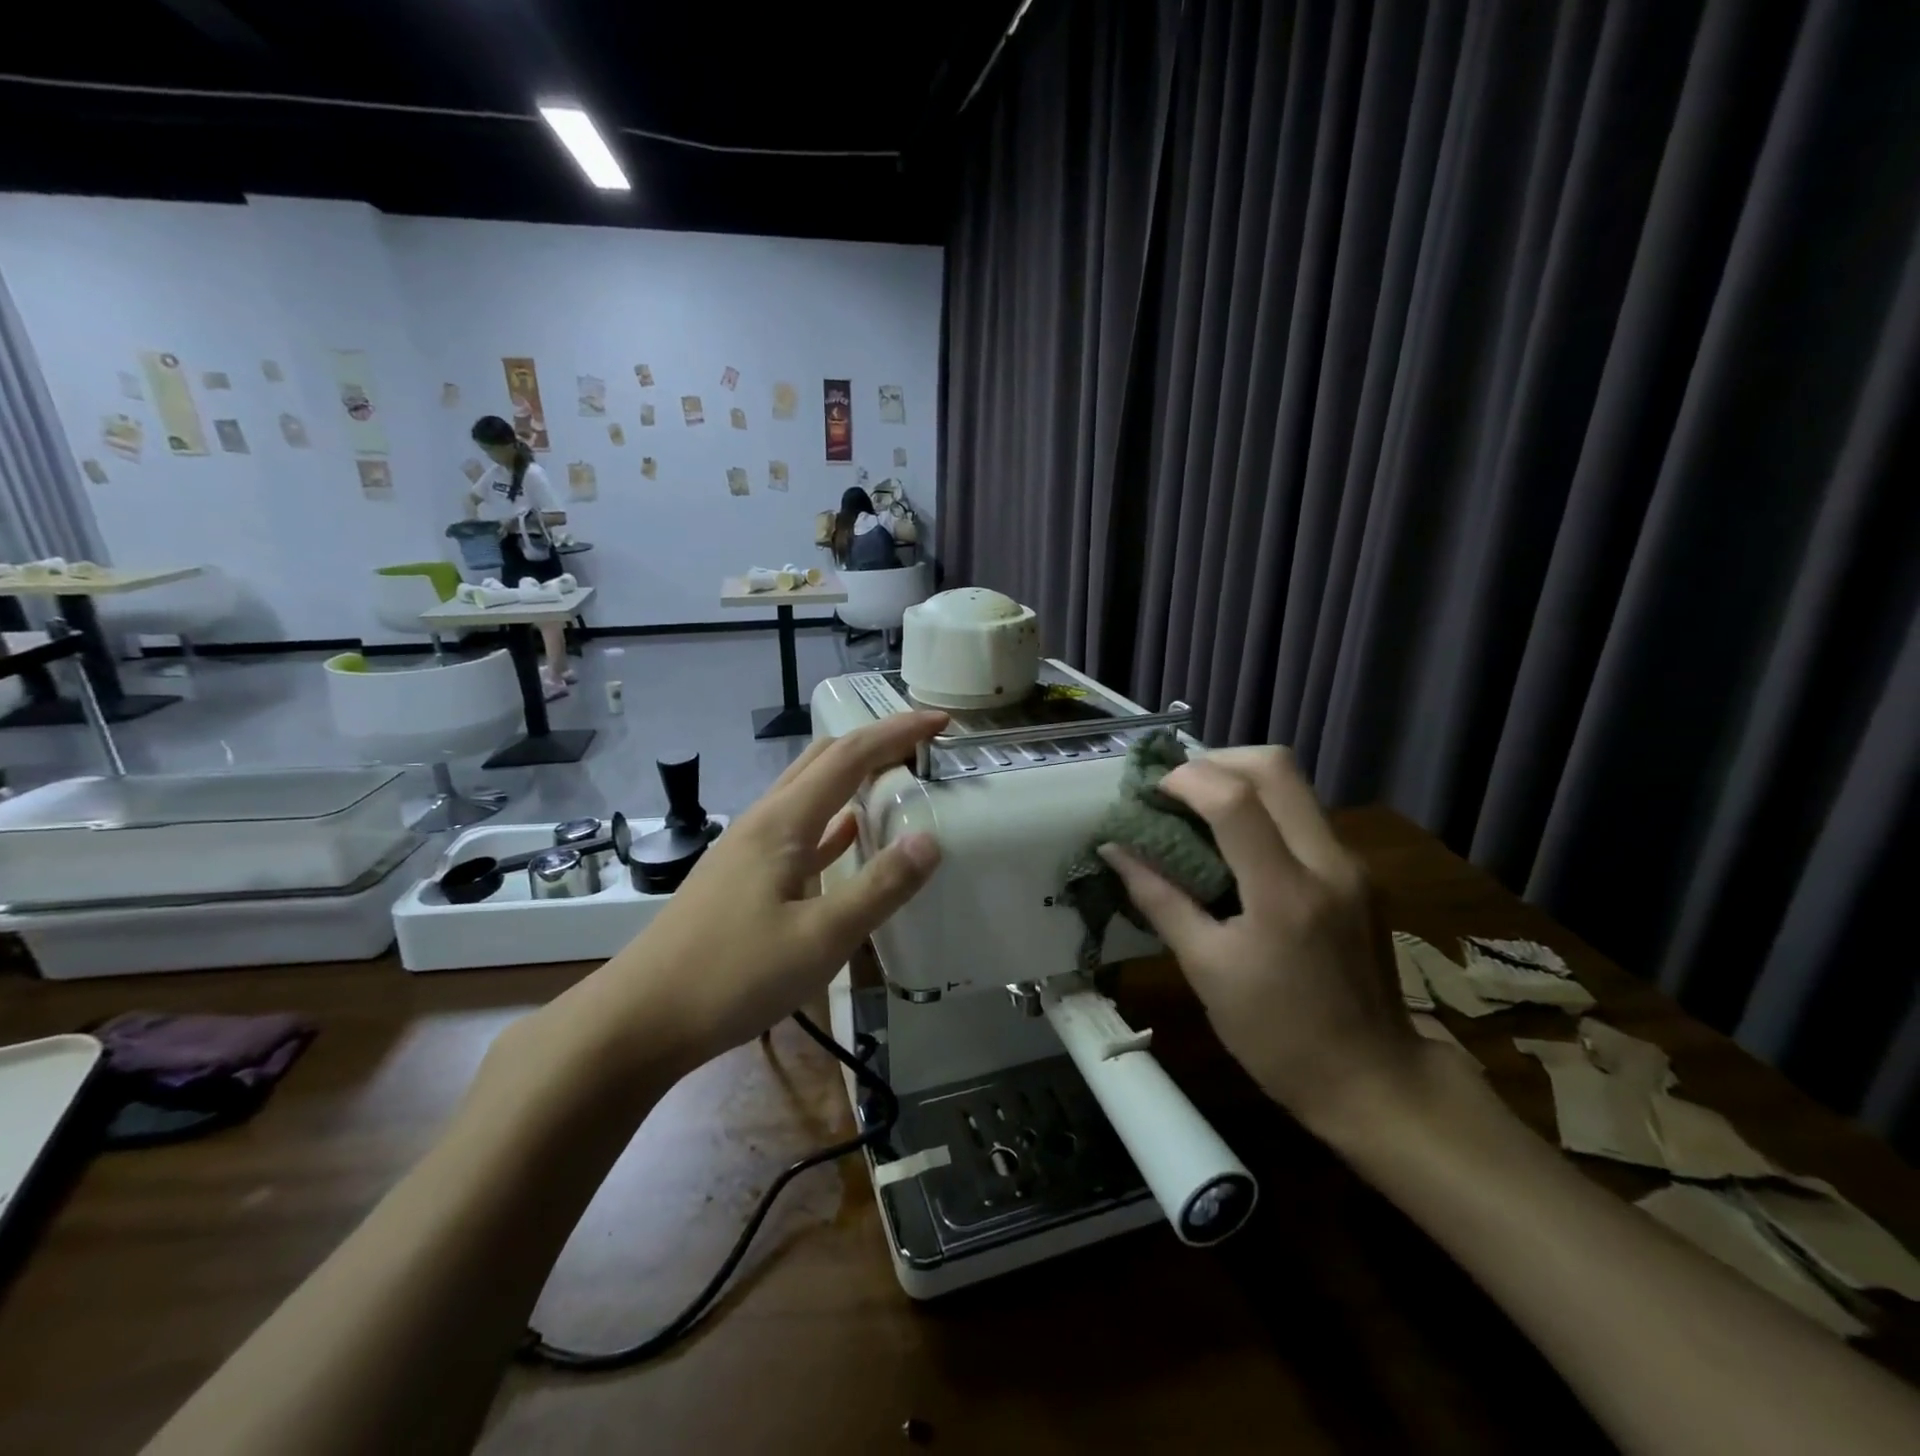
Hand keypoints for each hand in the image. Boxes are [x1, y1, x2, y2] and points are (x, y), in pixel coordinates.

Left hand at [520, 711, 947, 1098]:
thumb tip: (930, 839)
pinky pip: (798, 830)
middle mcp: (764, 821)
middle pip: (824, 760)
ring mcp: (749, 848)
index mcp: (783, 822)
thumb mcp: (820, 938)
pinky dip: (832, 820)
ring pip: (809, 792)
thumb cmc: (732, 976)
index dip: (897, 732)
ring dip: (852, 777)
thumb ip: (879, 887)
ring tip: (896, 782)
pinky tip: (850, 835)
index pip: (850, 755)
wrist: (641, 1019)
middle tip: (922, 750)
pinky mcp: (742, 876)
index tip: (941, 722)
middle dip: (875, 743)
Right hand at [1100, 747, 1418, 1132]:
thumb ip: (1159, 899)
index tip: (1150, 791)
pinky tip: (1234, 842)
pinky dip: (1262, 808)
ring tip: (1196, 808)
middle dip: (1216, 759)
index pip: (1235, 799)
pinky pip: (1304, 815)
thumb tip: (1116, 850)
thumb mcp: (1205, 970)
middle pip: (1276, 766)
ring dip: (1239, 780)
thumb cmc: (1277, 1036)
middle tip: (1175, 786)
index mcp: (1285, 894)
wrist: (1374, 1080)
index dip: (1185, 779)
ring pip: (1294, 785)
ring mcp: (1352, 865)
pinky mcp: (1360, 873)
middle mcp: (1329, 863)